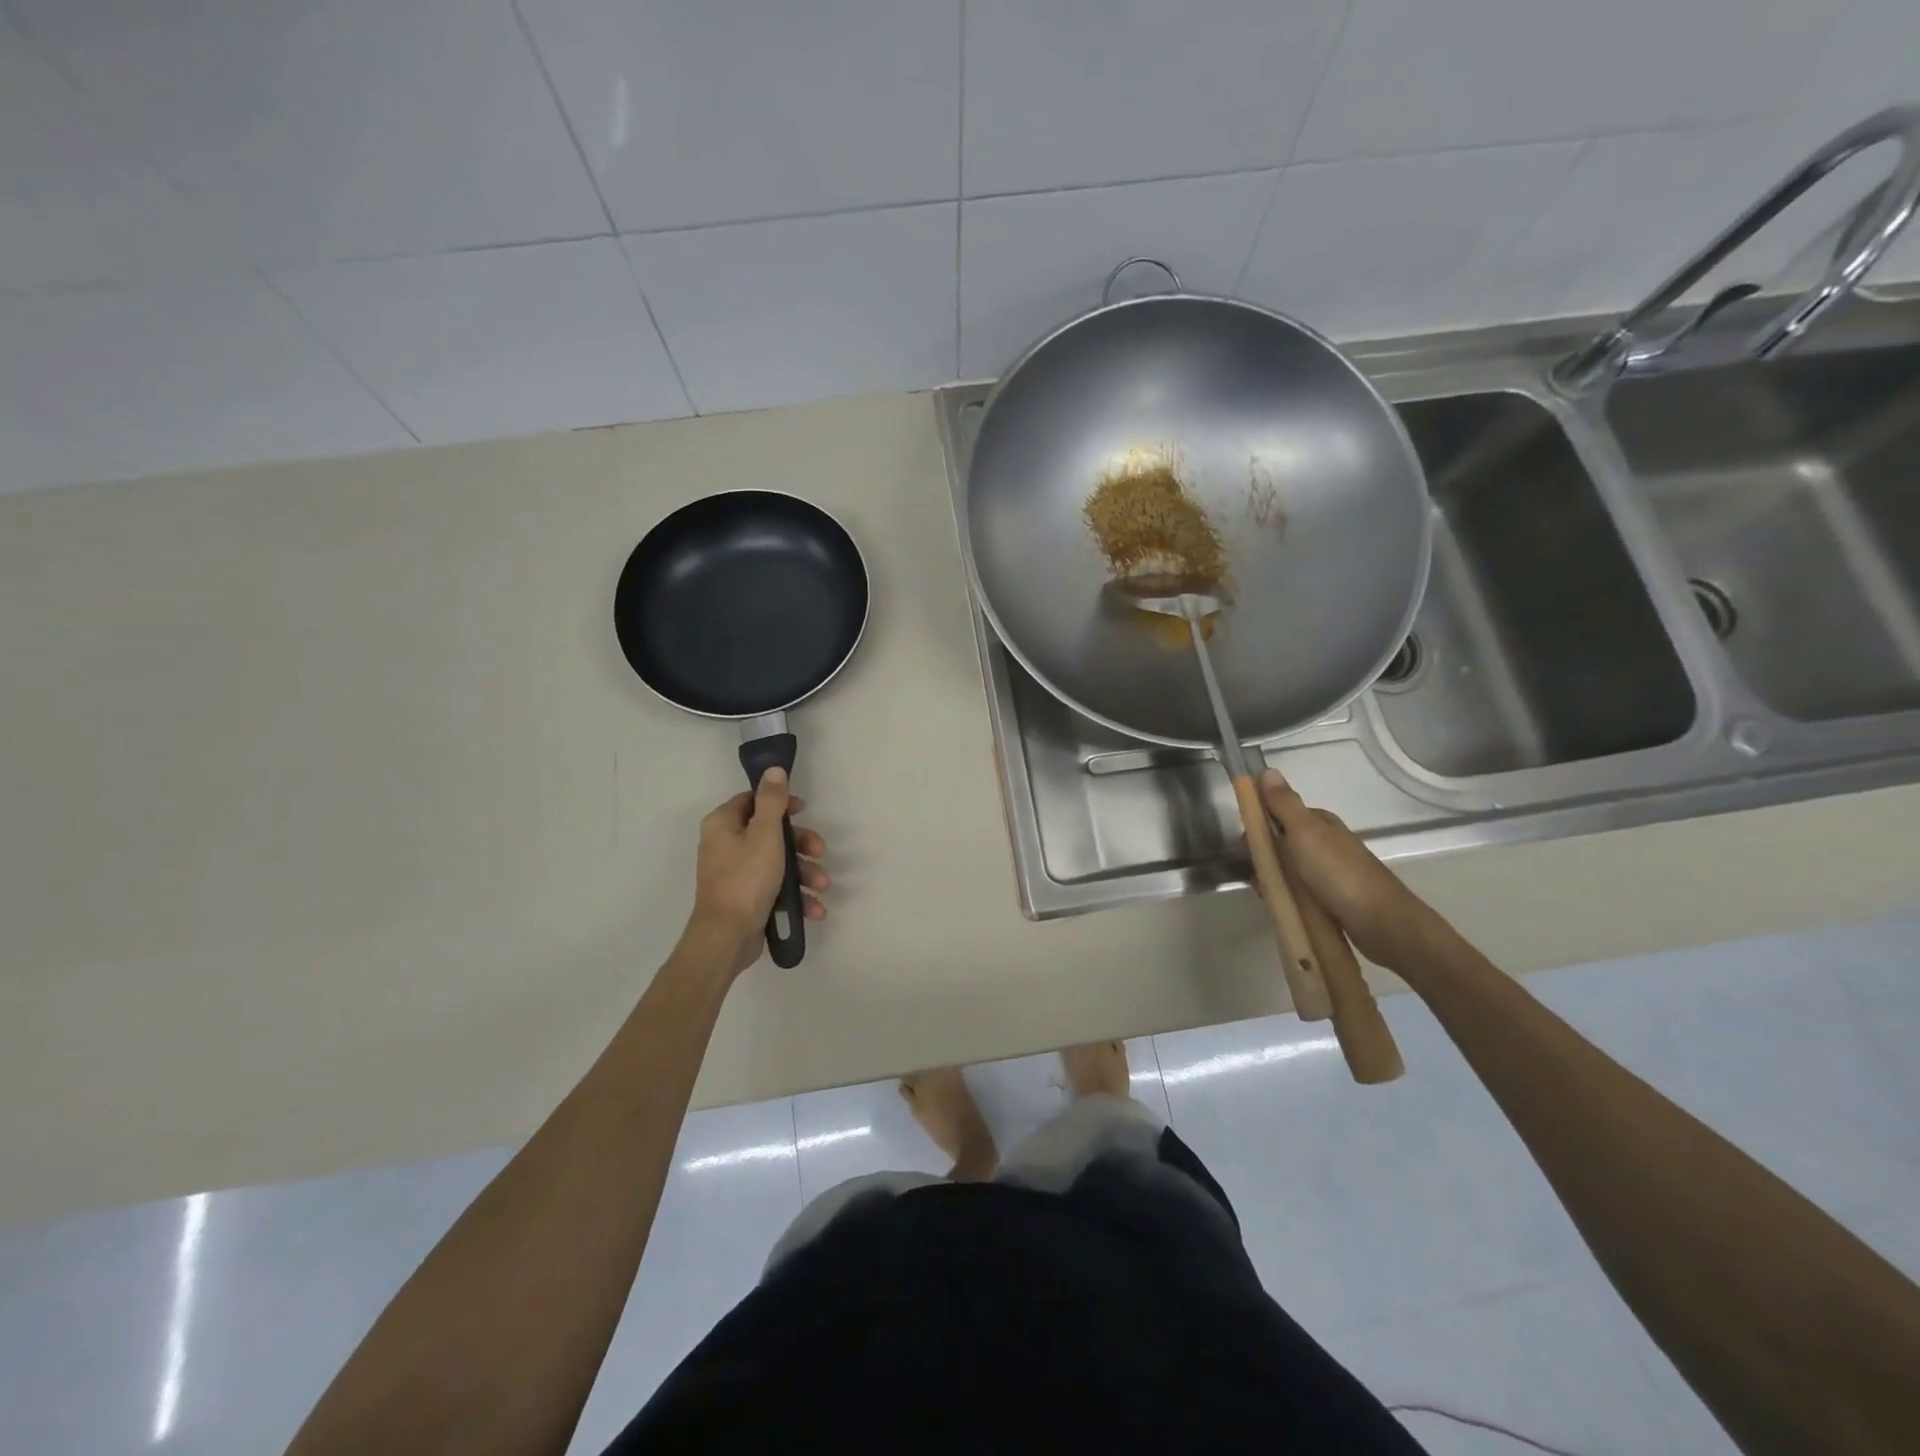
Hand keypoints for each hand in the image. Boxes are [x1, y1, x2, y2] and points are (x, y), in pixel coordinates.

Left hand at [687, 769, 828, 976]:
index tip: (803, 811)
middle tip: (821, 851)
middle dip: (802, 845)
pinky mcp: (745, 897)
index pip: (753, 800)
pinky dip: (795, 895)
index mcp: (723, 824)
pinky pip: (775, 887)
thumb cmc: (746, 879)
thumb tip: (773, 770)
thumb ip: (772, 801)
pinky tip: (814, 908)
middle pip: (771, 833)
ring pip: (777, 862)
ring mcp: (735, 873)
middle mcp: (725, 845)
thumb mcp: (765, 834)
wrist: (726, 937)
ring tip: (823, 887)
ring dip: (805, 873)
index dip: (781, 803)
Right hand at [1258, 768, 1444, 972]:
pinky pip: (1299, 891)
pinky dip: (1285, 895)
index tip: (1244, 840)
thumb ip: (1284, 804)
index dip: (1261, 822)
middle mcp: (1326, 844)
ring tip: (1261, 891)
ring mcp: (1330, 873)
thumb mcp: (1305, 833)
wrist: (1381, 923)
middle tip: (1252, 869)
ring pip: (1289, 869)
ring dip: (1272, 877)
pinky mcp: (1332, 899)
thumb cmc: (1338, 873)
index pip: (1282, 813)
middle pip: (1284, 842)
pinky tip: (1277, 904)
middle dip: (1264, 853)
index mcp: (1321, 824)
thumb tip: (1267, 770)